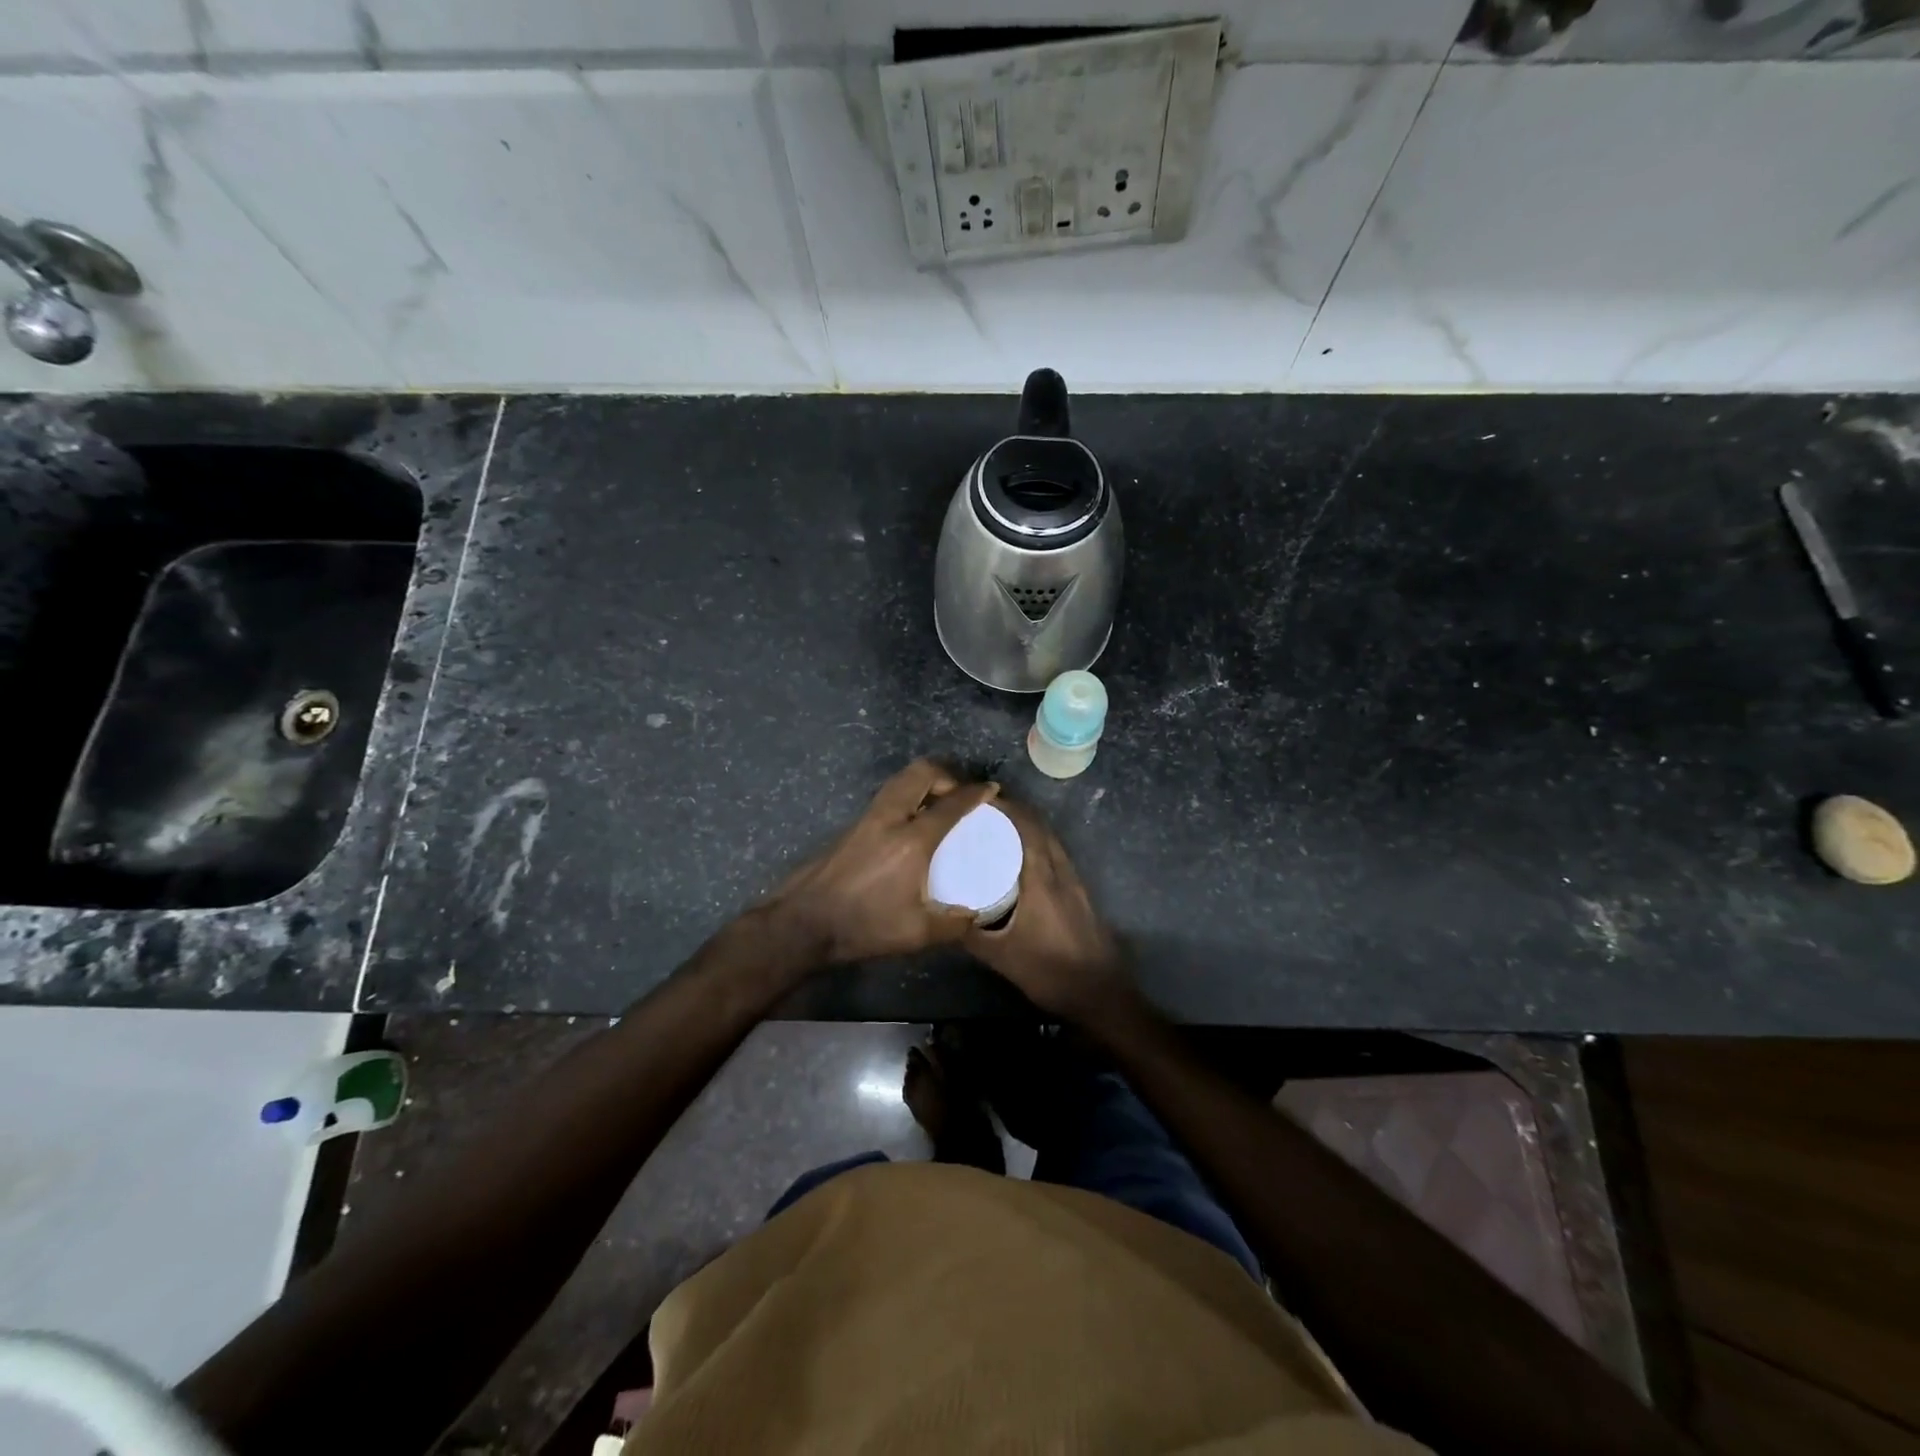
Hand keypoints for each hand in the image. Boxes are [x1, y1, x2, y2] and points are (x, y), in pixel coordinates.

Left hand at [761, 759, 997, 965]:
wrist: (804, 923)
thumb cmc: (864, 926)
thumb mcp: (916, 933)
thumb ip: (952, 923)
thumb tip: (975, 915)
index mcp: (911, 841)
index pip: (950, 805)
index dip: (975, 793)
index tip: (990, 790)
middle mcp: (889, 818)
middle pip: (920, 773)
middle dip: (946, 774)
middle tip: (959, 793)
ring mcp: (866, 819)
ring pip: (899, 781)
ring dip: (922, 782)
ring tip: (937, 804)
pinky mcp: (851, 827)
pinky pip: (886, 797)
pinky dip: (905, 797)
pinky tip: (909, 824)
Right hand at [964, 800, 1133, 1022]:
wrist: (1101, 994)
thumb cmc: (1049, 972)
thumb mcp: (1000, 956)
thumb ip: (970, 932)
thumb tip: (939, 912)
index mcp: (1041, 879)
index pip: (1025, 828)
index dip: (1005, 808)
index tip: (978, 801)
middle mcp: (1060, 872)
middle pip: (1039, 828)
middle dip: (1013, 813)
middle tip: (982, 812)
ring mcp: (1074, 882)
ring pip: (1050, 841)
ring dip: (1028, 828)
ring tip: (997, 830)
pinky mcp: (1080, 893)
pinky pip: (1056, 856)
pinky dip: (1038, 846)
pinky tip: (1021, 861)